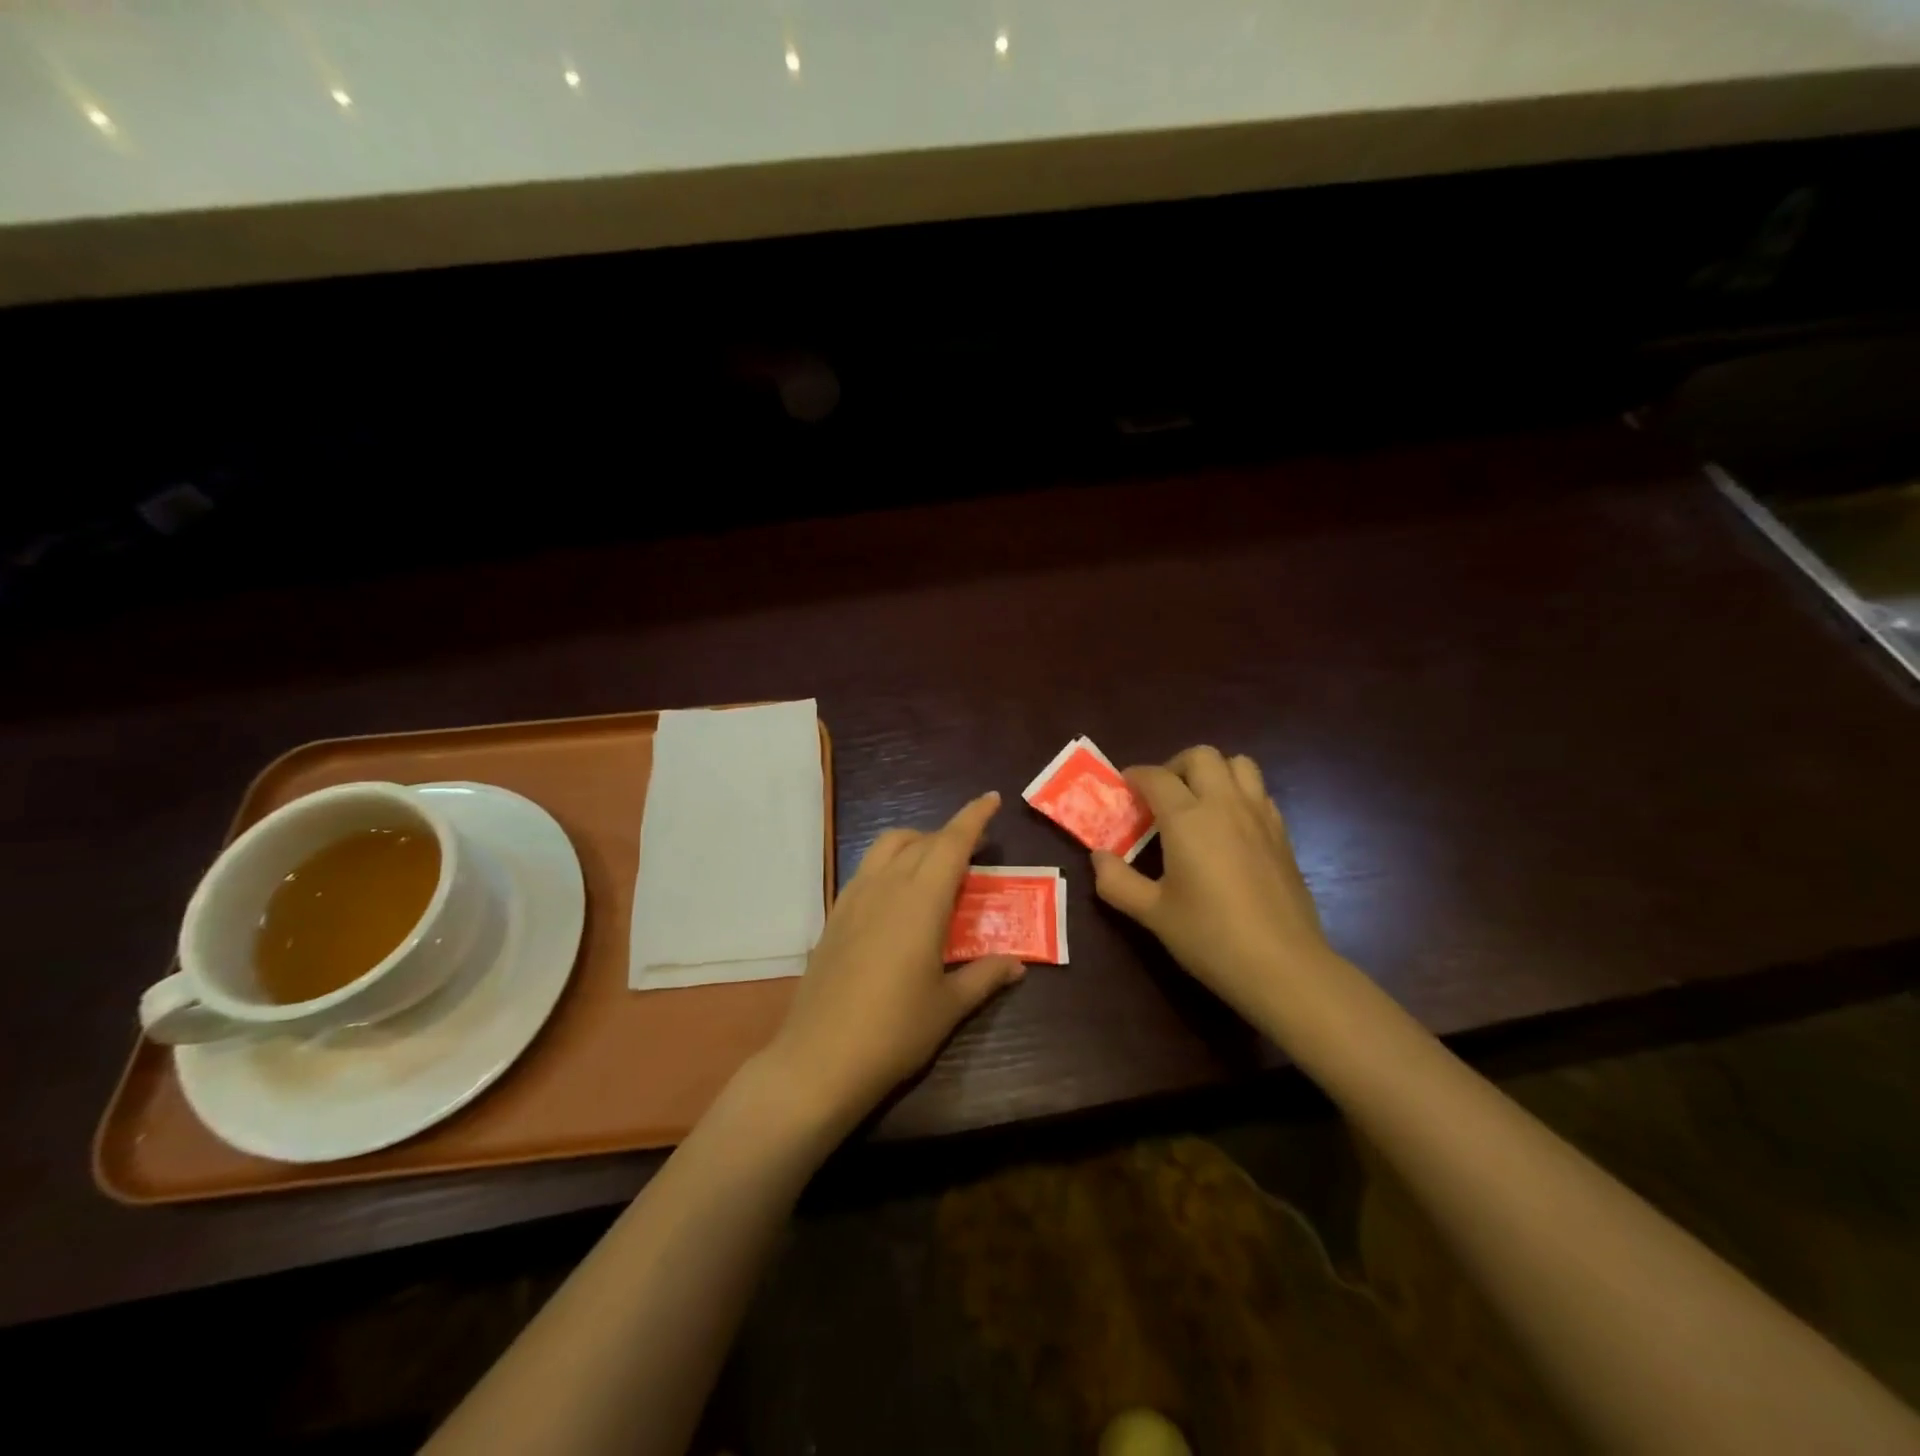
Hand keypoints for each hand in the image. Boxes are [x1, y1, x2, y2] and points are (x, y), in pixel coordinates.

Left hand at [763, 791, 1024, 1129]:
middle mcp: (885, 886)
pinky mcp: (834, 916)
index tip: (991, 799)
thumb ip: (984, 977)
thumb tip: (1017, 964)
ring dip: (916, 843)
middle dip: (950, 835)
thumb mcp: (948, 1006)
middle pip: (921, 840)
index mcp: (920, 900)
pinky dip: (890, 864)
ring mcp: (854, 898)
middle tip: (974, 850)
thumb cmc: (894, 1030)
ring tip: (935, 866)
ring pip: (887, 847)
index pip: (951, 843)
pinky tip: (898, 896)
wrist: (819, 1059)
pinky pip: (866, 871)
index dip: (973, 817)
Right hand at [1091, 746, 1334, 1021]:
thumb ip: (1117, 881)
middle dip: (1175, 766)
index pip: (1156, 777)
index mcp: (1188, 818)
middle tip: (1160, 796)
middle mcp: (1225, 805)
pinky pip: (1259, 792)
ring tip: (1197, 802)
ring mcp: (1260, 816)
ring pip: (1239, 764)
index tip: (1124, 789)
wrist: (1282, 966)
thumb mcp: (1152, 913)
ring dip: (1214, 772)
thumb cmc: (1209, 936)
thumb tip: (1098, 857)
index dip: (1136, 777)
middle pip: (1201, 756)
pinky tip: (1228, 828)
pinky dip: (1239, 794)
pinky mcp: (1282, 834)